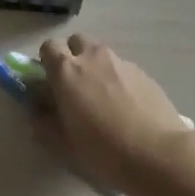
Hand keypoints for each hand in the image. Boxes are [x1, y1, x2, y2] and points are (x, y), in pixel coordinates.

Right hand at [37, 35, 194, 195]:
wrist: (158, 154)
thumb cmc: (103, 150)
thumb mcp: (63, 143)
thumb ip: (43, 121)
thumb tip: (36, 108)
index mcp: (67, 70)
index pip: (48, 47)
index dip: (47, 63)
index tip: (51, 84)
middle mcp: (93, 57)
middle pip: (76, 42)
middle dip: (73, 57)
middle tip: (76, 87)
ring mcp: (121, 62)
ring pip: (101, 54)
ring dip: (96, 67)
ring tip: (103, 99)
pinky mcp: (143, 72)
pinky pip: (122, 68)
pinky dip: (118, 79)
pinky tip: (126, 107)